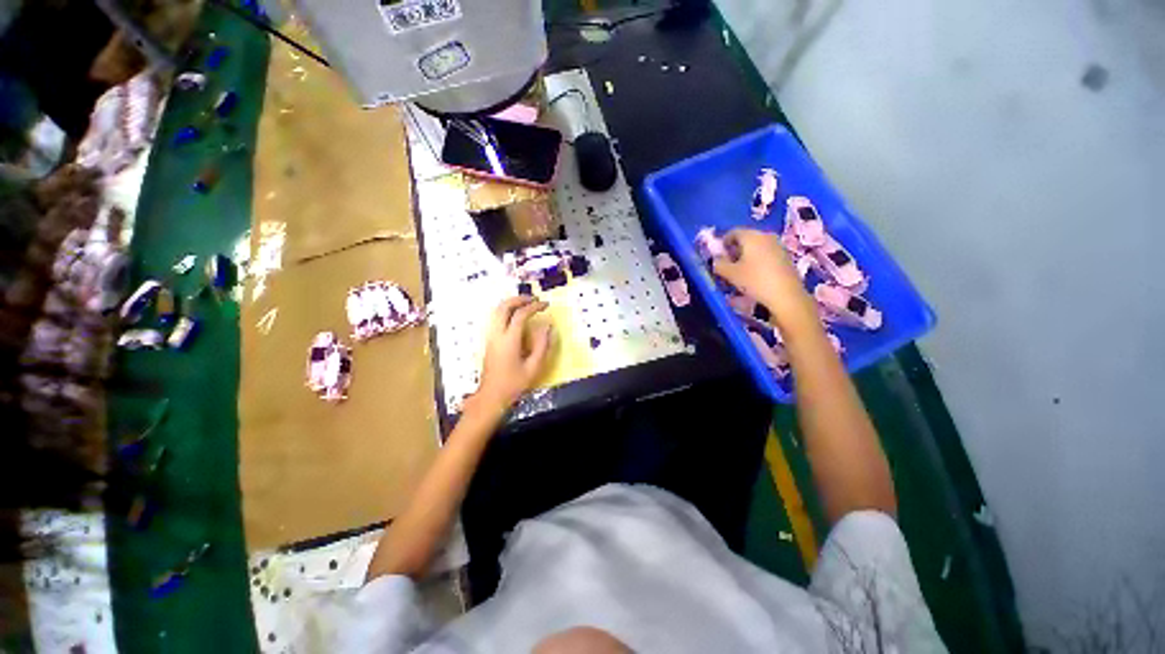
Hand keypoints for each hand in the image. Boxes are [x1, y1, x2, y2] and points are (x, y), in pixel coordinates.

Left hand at [474, 296, 553, 410]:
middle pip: (503, 307)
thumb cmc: (514, 384)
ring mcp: (490, 337)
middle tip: (533, 299)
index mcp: (509, 340)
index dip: (534, 306)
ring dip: (511, 303)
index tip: (546, 305)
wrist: (491, 397)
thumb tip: (547, 326)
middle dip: (519, 299)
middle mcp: (497, 334)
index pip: (521, 315)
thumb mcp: (534, 367)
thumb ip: (542, 345)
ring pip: (496, 311)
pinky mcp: (489, 341)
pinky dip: (506, 311)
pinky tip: (516, 316)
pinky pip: (495, 318)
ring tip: (526, 304)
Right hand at [712, 228, 816, 328]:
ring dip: (745, 256)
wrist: (786, 295)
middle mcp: (766, 236)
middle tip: (727, 265)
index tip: (717, 257)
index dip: (722, 243)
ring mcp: (778, 246)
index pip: (733, 232)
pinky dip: (757, 261)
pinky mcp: (785, 257)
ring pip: (756, 247)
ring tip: (740, 272)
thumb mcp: (730, 274)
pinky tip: (754, 276)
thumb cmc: (755, 281)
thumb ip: (719, 264)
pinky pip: (766, 254)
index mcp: (752, 236)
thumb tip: (716, 260)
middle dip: (734, 250)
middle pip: (745, 238)